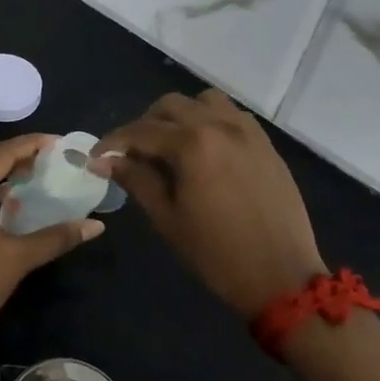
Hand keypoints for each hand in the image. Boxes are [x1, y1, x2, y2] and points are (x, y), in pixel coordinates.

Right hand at [94, 90, 324, 319]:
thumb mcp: (167, 218)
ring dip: (181, 115)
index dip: (113, 142)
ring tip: (172, 145)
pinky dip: (211, 121)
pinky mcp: (266, 145)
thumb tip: (104, 160)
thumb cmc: (217, 254)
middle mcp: (220, 125)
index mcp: (193, 144)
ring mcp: (248, 132)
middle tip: (134, 153)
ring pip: (204, 101)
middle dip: (146, 124)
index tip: (97, 157)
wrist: (282, 279)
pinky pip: (232, 116)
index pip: (141, 131)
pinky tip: (206, 150)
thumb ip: (136, 179)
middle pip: (171, 105)